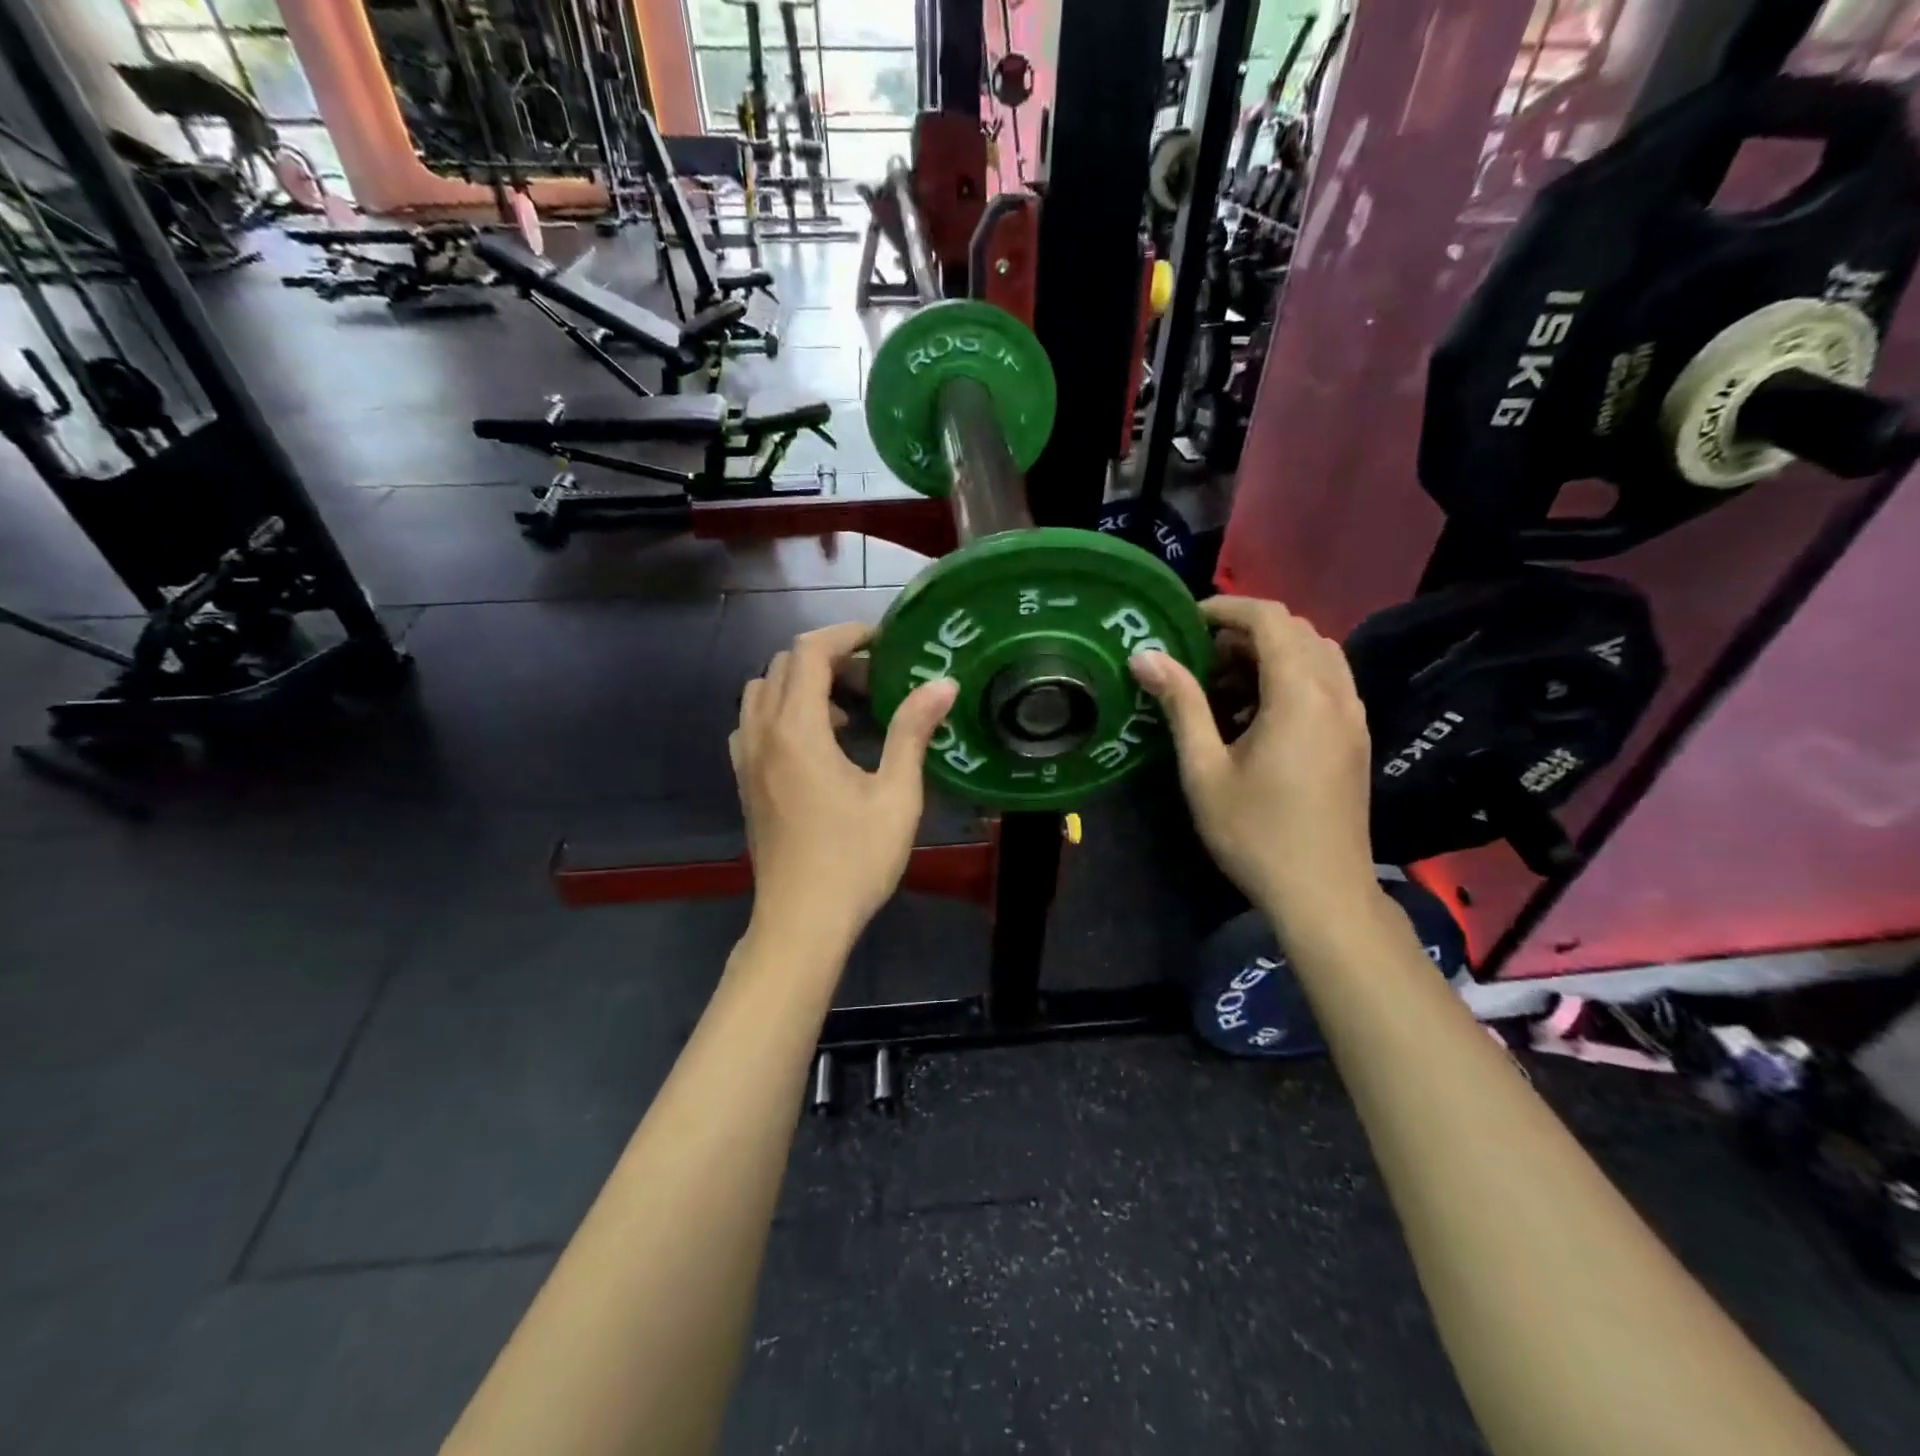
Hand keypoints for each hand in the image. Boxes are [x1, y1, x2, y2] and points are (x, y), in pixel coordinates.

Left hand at [731, 622, 958, 953]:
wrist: (802, 921)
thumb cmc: (855, 860)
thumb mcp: (896, 795)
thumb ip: (912, 732)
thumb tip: (943, 683)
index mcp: (797, 730)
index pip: (808, 652)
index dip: (846, 635)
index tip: (883, 641)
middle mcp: (762, 734)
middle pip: (782, 666)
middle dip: (828, 658)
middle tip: (873, 681)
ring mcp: (746, 759)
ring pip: (762, 692)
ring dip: (801, 684)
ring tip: (846, 713)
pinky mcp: (745, 782)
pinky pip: (754, 723)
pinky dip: (782, 712)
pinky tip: (817, 744)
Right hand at [1130, 596, 1375, 922]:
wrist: (1322, 893)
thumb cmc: (1255, 832)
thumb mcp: (1204, 768)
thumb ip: (1180, 704)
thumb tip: (1145, 656)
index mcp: (1300, 695)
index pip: (1271, 619)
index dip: (1227, 608)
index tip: (1187, 622)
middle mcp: (1336, 694)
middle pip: (1297, 631)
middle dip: (1246, 631)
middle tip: (1200, 657)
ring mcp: (1353, 716)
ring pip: (1317, 655)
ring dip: (1271, 653)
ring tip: (1226, 684)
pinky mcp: (1356, 738)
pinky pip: (1327, 682)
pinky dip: (1292, 677)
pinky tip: (1257, 714)